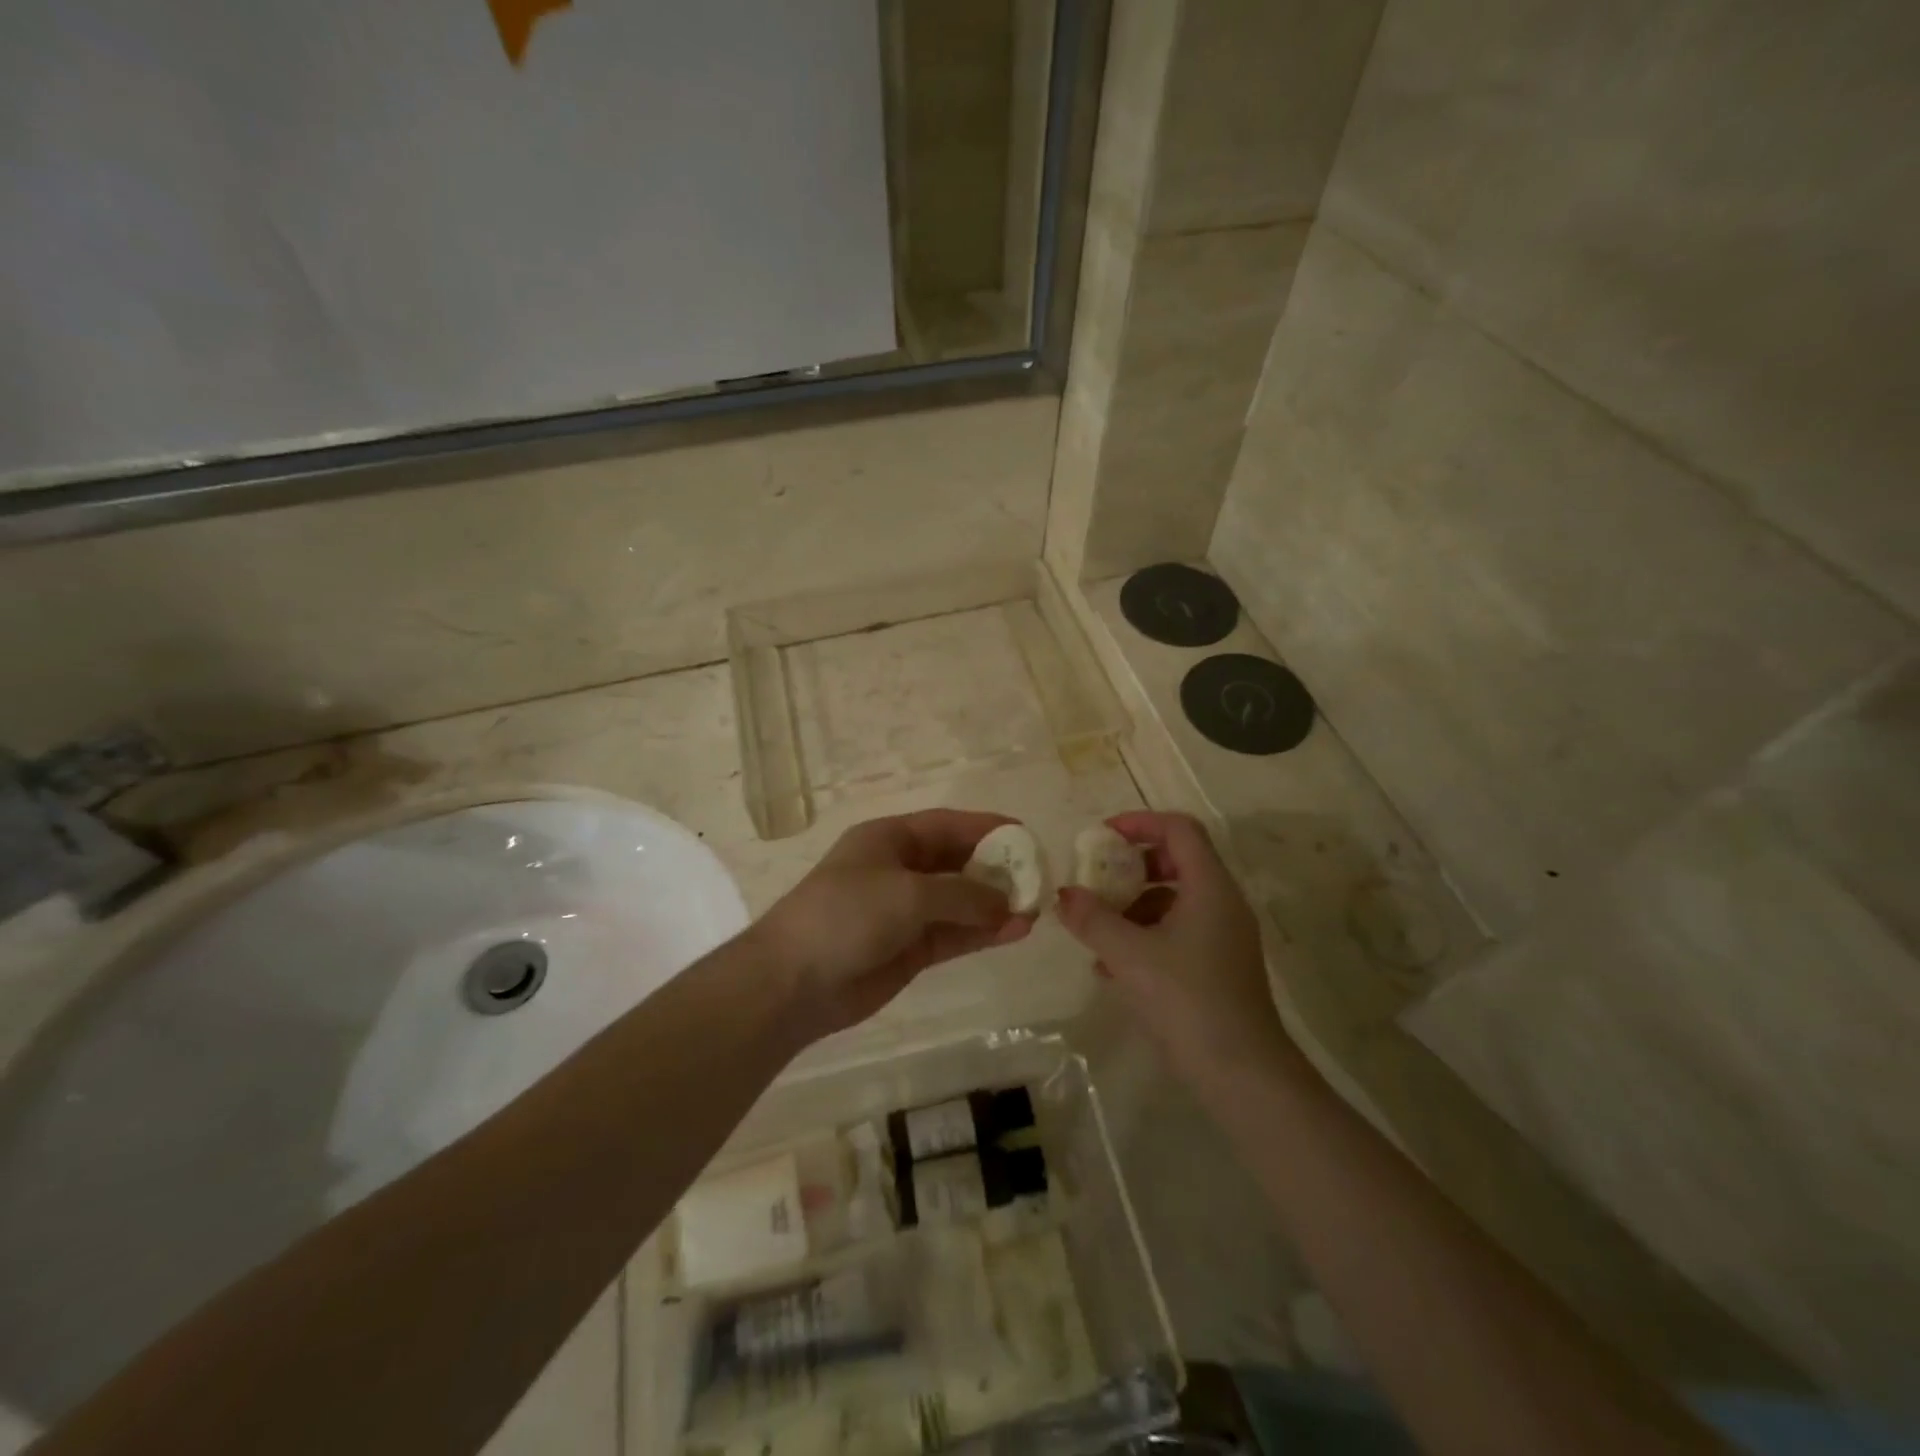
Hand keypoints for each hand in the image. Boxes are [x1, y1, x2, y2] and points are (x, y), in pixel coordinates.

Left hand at [755, 810, 1034, 1042]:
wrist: (793, 982)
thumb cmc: (847, 915)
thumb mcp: (909, 893)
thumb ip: (964, 894)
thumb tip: (1008, 903)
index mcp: (891, 839)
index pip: (948, 825)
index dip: (988, 828)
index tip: (1027, 836)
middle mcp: (900, 870)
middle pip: (958, 863)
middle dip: (997, 870)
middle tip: (1038, 880)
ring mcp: (904, 911)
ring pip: (960, 902)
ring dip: (995, 905)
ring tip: (1035, 910)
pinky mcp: (909, 949)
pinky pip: (954, 933)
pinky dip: (982, 933)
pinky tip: (1014, 932)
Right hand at [1055, 812, 1294, 1087]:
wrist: (1242, 1073)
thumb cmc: (1187, 1000)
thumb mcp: (1129, 955)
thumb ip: (1093, 919)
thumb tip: (1064, 895)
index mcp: (1210, 887)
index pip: (1178, 829)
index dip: (1139, 823)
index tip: (1102, 836)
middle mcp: (1223, 903)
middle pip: (1177, 861)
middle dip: (1132, 867)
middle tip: (1098, 879)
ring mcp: (1224, 936)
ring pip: (1175, 899)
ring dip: (1134, 906)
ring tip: (1097, 931)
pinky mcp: (1219, 966)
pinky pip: (1178, 932)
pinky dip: (1145, 935)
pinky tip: (1112, 967)